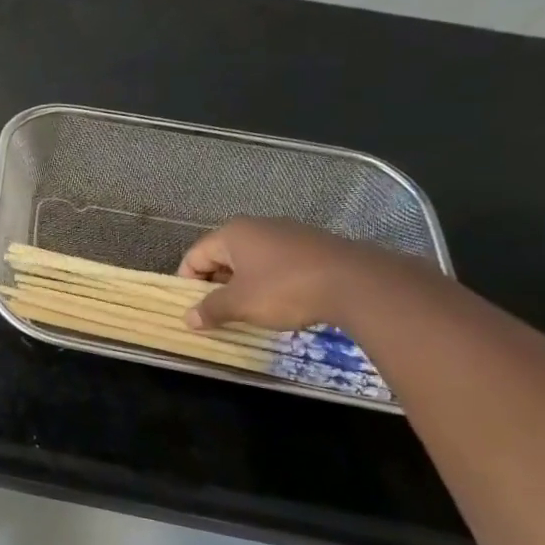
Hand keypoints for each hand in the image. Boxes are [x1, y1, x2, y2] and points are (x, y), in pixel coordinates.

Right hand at [180, 217, 425, 331]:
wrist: (357, 283)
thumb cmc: (285, 289)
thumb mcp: (241, 304)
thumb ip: (211, 309)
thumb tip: (189, 318)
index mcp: (232, 233)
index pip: (194, 256)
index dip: (187, 283)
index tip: (193, 309)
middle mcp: (258, 226)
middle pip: (222, 256)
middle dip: (216, 285)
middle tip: (218, 313)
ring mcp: (289, 233)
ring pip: (252, 260)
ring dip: (243, 285)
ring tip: (249, 311)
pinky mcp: (314, 246)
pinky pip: (278, 263)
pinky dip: (270, 282)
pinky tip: (281, 303)